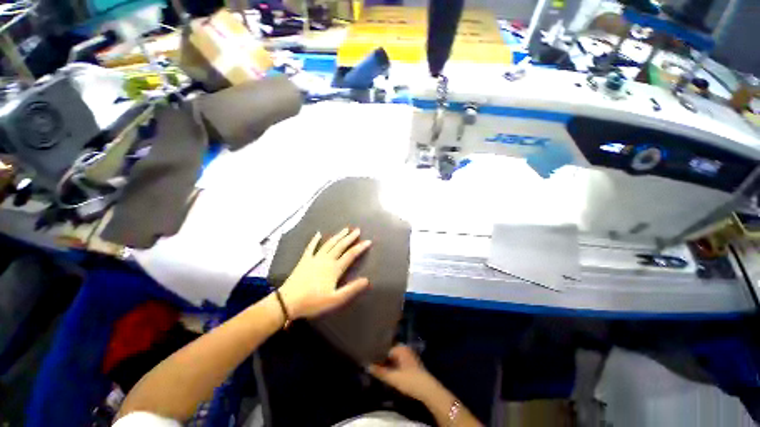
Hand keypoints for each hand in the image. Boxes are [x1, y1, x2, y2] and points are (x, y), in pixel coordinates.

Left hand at [279, 228, 371, 318]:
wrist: (288, 301)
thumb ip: (351, 289)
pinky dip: (315, 240)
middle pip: (340, 246)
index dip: (360, 247)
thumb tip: (367, 280)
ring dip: (337, 236)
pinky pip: (311, 247)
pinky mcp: (305, 260)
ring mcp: (315, 258)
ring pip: (329, 244)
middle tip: (357, 230)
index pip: (351, 255)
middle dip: (350, 237)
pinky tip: (318, 233)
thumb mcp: (335, 299)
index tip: (368, 241)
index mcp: (334, 269)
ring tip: (345, 229)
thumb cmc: (313, 302)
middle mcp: (326, 260)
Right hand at [368, 345, 439, 401]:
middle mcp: (405, 349)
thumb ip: (380, 372)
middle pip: (389, 353)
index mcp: (400, 348)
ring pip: (394, 359)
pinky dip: (393, 367)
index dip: (377, 355)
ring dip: (387, 364)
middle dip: (382, 359)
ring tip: (378, 370)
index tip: (369, 359)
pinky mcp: (411, 364)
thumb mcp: (393, 377)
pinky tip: (388, 373)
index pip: (385, 348)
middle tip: (372, 365)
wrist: (427, 390)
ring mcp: (409, 356)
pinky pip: (399, 363)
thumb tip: (367, 365)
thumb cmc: (409, 380)